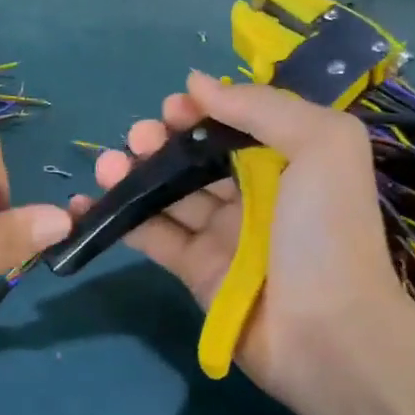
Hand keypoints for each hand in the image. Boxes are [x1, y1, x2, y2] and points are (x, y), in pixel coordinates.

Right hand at [73, 70, 412, 414]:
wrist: (327, 332)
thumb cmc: (327, 231)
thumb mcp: (322, 145)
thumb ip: (261, 106)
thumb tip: (197, 82)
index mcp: (288, 162)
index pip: (235, 126)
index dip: (202, 111)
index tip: (174, 107)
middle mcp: (254, 195)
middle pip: (196, 157)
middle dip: (162, 140)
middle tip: (139, 136)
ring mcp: (221, 235)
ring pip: (168, 193)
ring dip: (134, 173)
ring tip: (108, 163)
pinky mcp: (194, 270)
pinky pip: (151, 235)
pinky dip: (118, 217)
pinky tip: (87, 201)